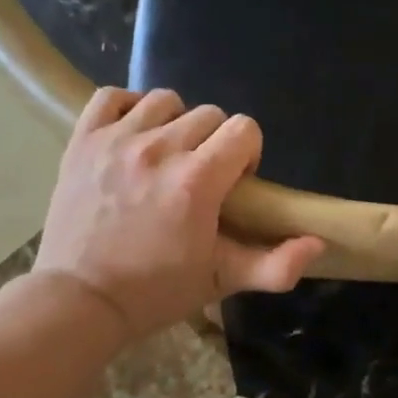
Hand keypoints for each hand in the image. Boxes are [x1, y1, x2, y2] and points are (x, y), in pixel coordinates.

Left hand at [33, 88, 323, 342]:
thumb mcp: (221, 281)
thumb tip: (318, 244)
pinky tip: (133, 136)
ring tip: (166, 157)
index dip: (248, 154)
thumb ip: (275, 265)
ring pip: (165, 101)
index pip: (244, 129)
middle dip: (215, 143)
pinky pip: (112, 97)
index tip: (234, 184)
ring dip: (175, 124)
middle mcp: (159, 149)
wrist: (79, 300)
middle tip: (200, 178)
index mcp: (197, 181)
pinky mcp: (83, 140)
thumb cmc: (155, 292)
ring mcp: (117, 140)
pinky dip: (128, 109)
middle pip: (210, 114)